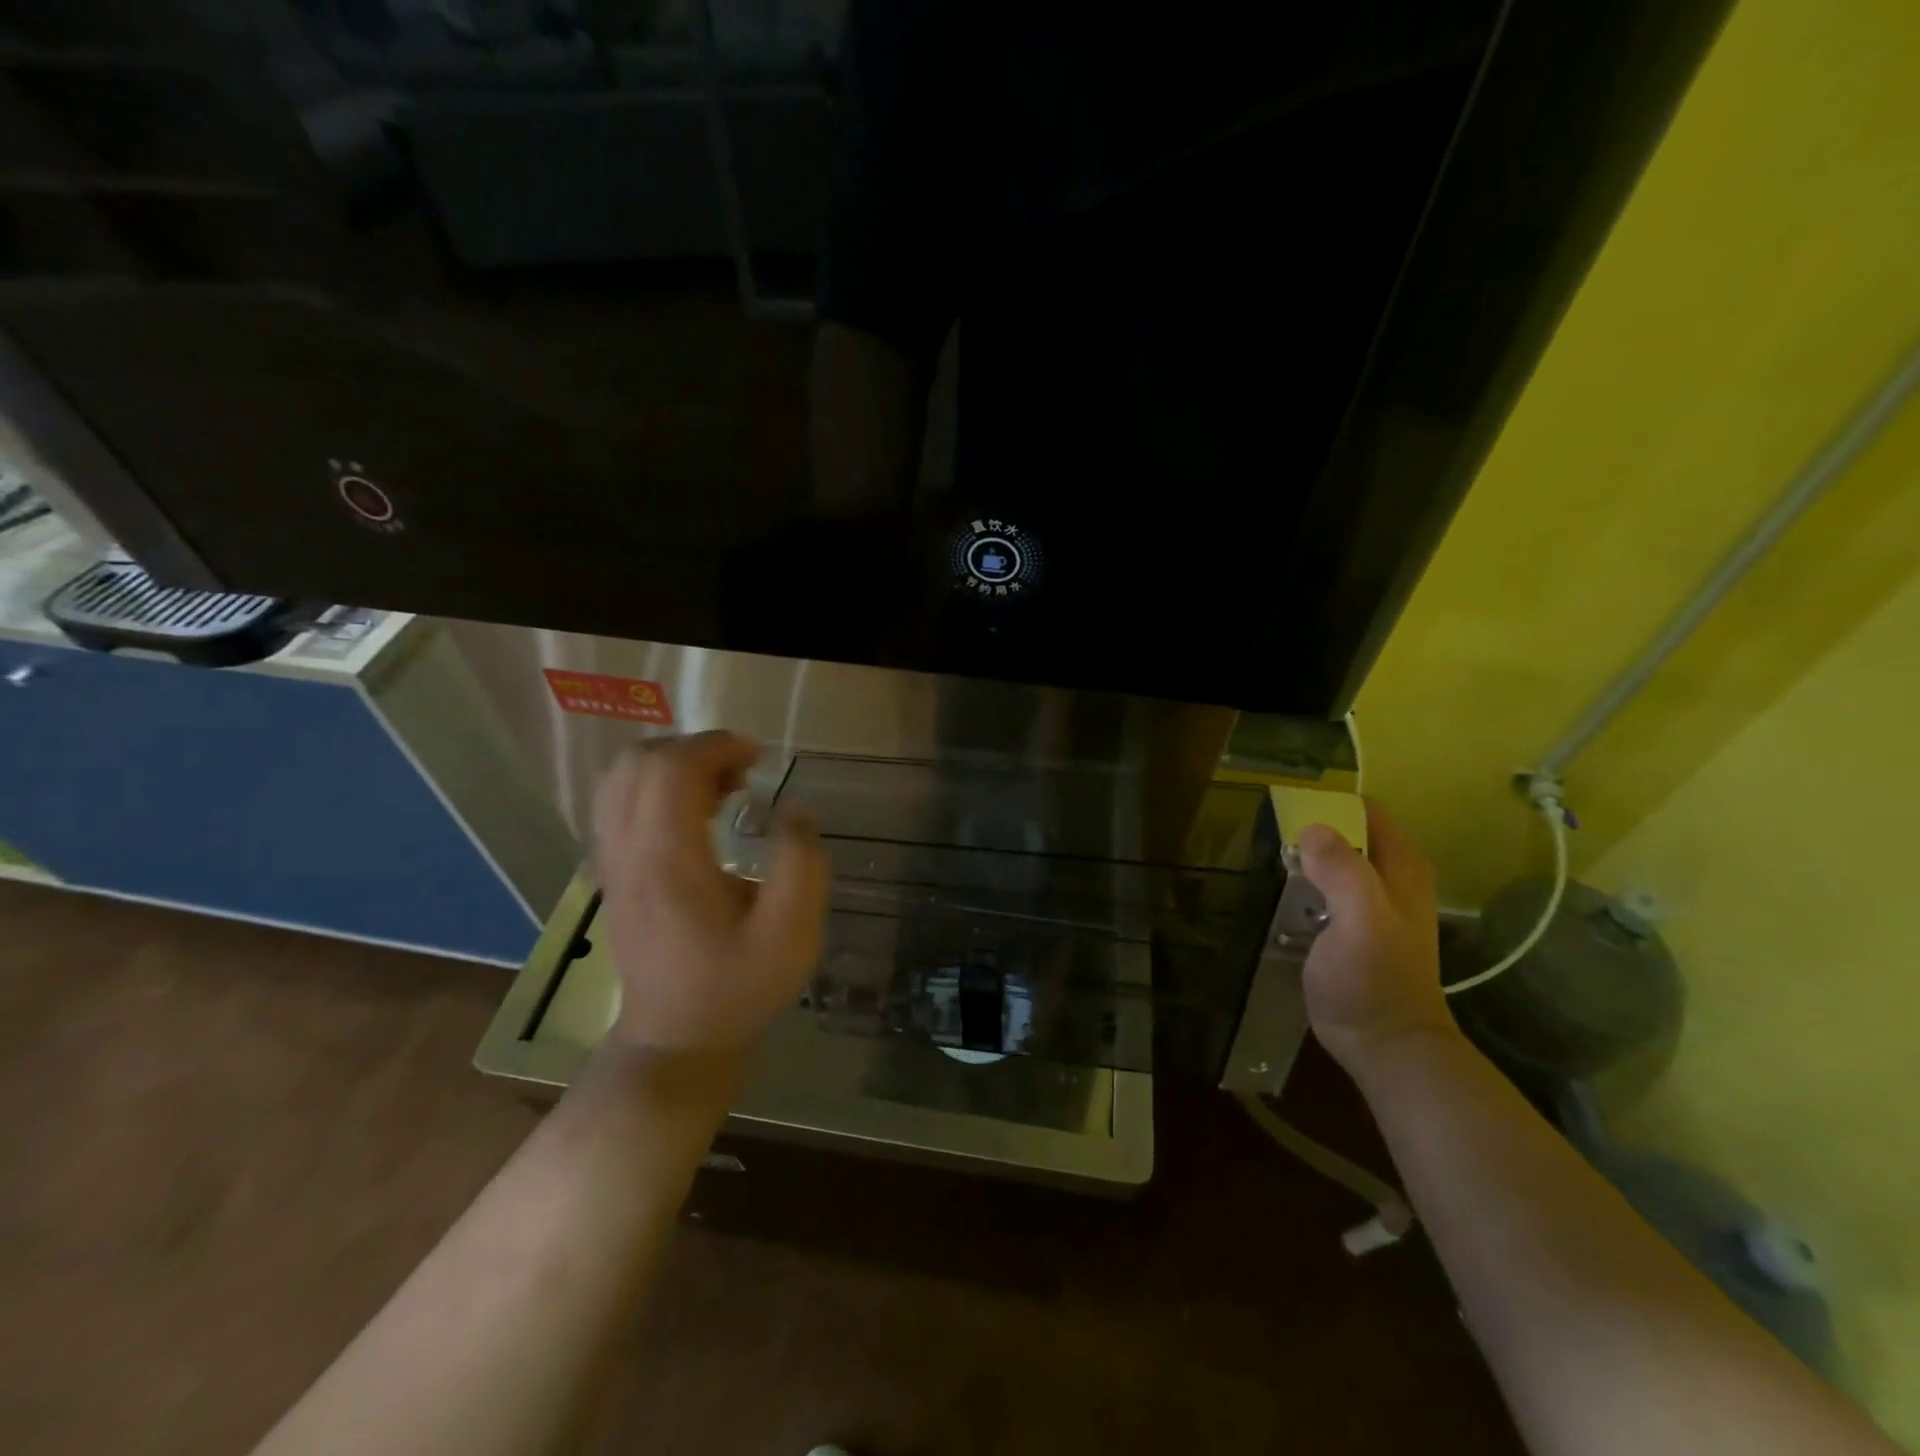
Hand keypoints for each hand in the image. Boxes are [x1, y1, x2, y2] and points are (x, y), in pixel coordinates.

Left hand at [590, 732, 828, 1055]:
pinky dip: (654, 786)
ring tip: (718, 787)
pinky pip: (617, 803)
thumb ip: (801, 864)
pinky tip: (693, 811)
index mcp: (669, 863)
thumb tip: (792, 810)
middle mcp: (629, 854)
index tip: (758, 759)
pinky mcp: (613, 873)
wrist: (677, 1041)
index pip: (672, 771)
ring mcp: (612, 863)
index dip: (716, 747)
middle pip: (638, 763)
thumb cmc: (738, 989)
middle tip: (742, 773)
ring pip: (620, 779)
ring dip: (671, 765)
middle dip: (695, 749)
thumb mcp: (792, 935)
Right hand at [1297, 802, 1459, 1074]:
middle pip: (1350, 834)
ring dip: (1306, 856)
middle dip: (1313, 828)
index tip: (1288, 809)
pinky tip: (1283, 892)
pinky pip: (1327, 889)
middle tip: (1270, 835)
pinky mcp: (1352, 928)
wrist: (1386, 1046)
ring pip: (1337, 861)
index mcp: (1401, 869)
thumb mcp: (1360, 921)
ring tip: (1270, 858)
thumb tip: (1312, 828)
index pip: (1366, 812)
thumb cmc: (1374, 982)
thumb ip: (1342, 872)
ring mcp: (1373, 905)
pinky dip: (1306, 882)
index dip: (1329, 804)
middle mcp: (1392, 879)